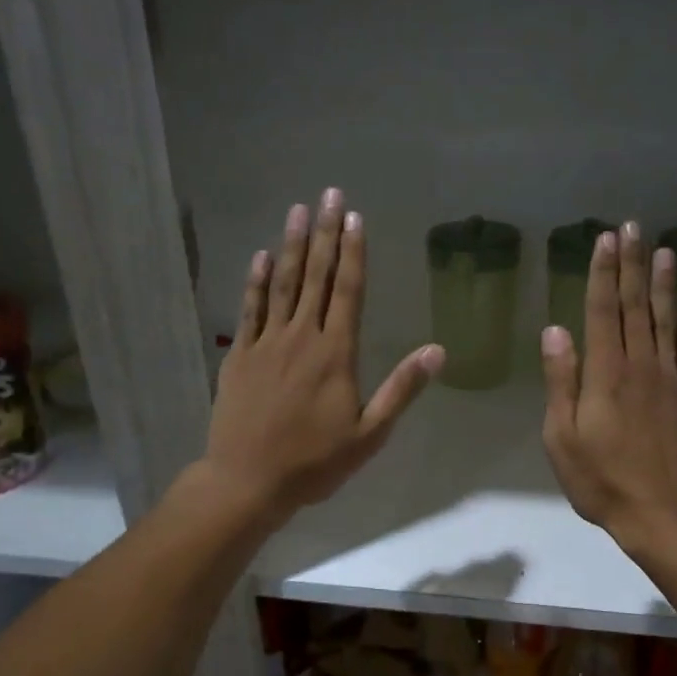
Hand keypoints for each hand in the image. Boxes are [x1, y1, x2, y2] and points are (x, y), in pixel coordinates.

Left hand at [203, 188, 443, 526]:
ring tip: (299, 210)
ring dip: (293, 246)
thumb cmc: (314, 463)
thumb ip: (401, 390)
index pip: (348, 292)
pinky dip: (256, 281)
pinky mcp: (239, 356)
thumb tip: (437, 351)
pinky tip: (261, 256)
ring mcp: (266, 344)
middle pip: (316, 277)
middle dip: (326, 234)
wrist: (247, 481)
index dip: (353, 253)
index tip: (355, 218)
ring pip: (282, 285)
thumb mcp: (369, 435)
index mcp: (335, 354)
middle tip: (330, 194)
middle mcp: (301, 338)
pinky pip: (249, 310)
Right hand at [540, 220, 676, 549]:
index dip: (603, 274)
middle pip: (637, 307)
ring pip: (667, 322)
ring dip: (664, 285)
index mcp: (606, 374)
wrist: (664, 514)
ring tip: (664, 251)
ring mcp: (671, 381)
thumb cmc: (602, 480)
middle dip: (632, 265)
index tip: (605, 239)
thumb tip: (555, 330)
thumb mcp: (563, 437)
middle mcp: (641, 366)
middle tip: (633, 227)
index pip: (604, 312)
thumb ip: (561, 381)